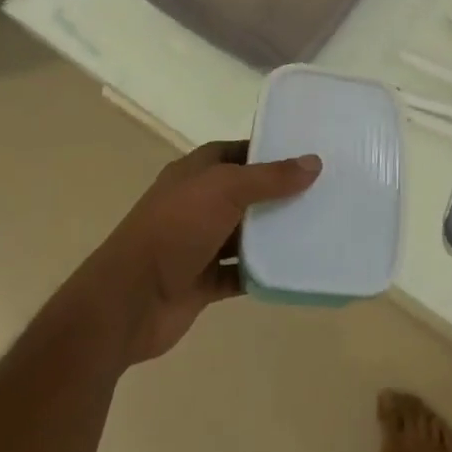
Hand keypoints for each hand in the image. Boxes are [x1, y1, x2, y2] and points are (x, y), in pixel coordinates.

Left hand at [81, 140, 320, 366]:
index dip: (268, 151)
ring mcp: (198, 244)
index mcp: (195, 173)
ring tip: (318, 227)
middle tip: (323, 191)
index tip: (307, 154)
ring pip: (244, 234)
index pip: (237, 152)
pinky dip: (262, 272)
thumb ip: (270, 177)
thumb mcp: (226, 190)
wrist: (128, 300)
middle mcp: (196, 204)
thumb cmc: (175, 228)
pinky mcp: (202, 282)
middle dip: (278, 193)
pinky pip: (239, 274)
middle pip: (245, 193)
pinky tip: (294, 269)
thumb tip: (314, 161)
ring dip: (273, 233)